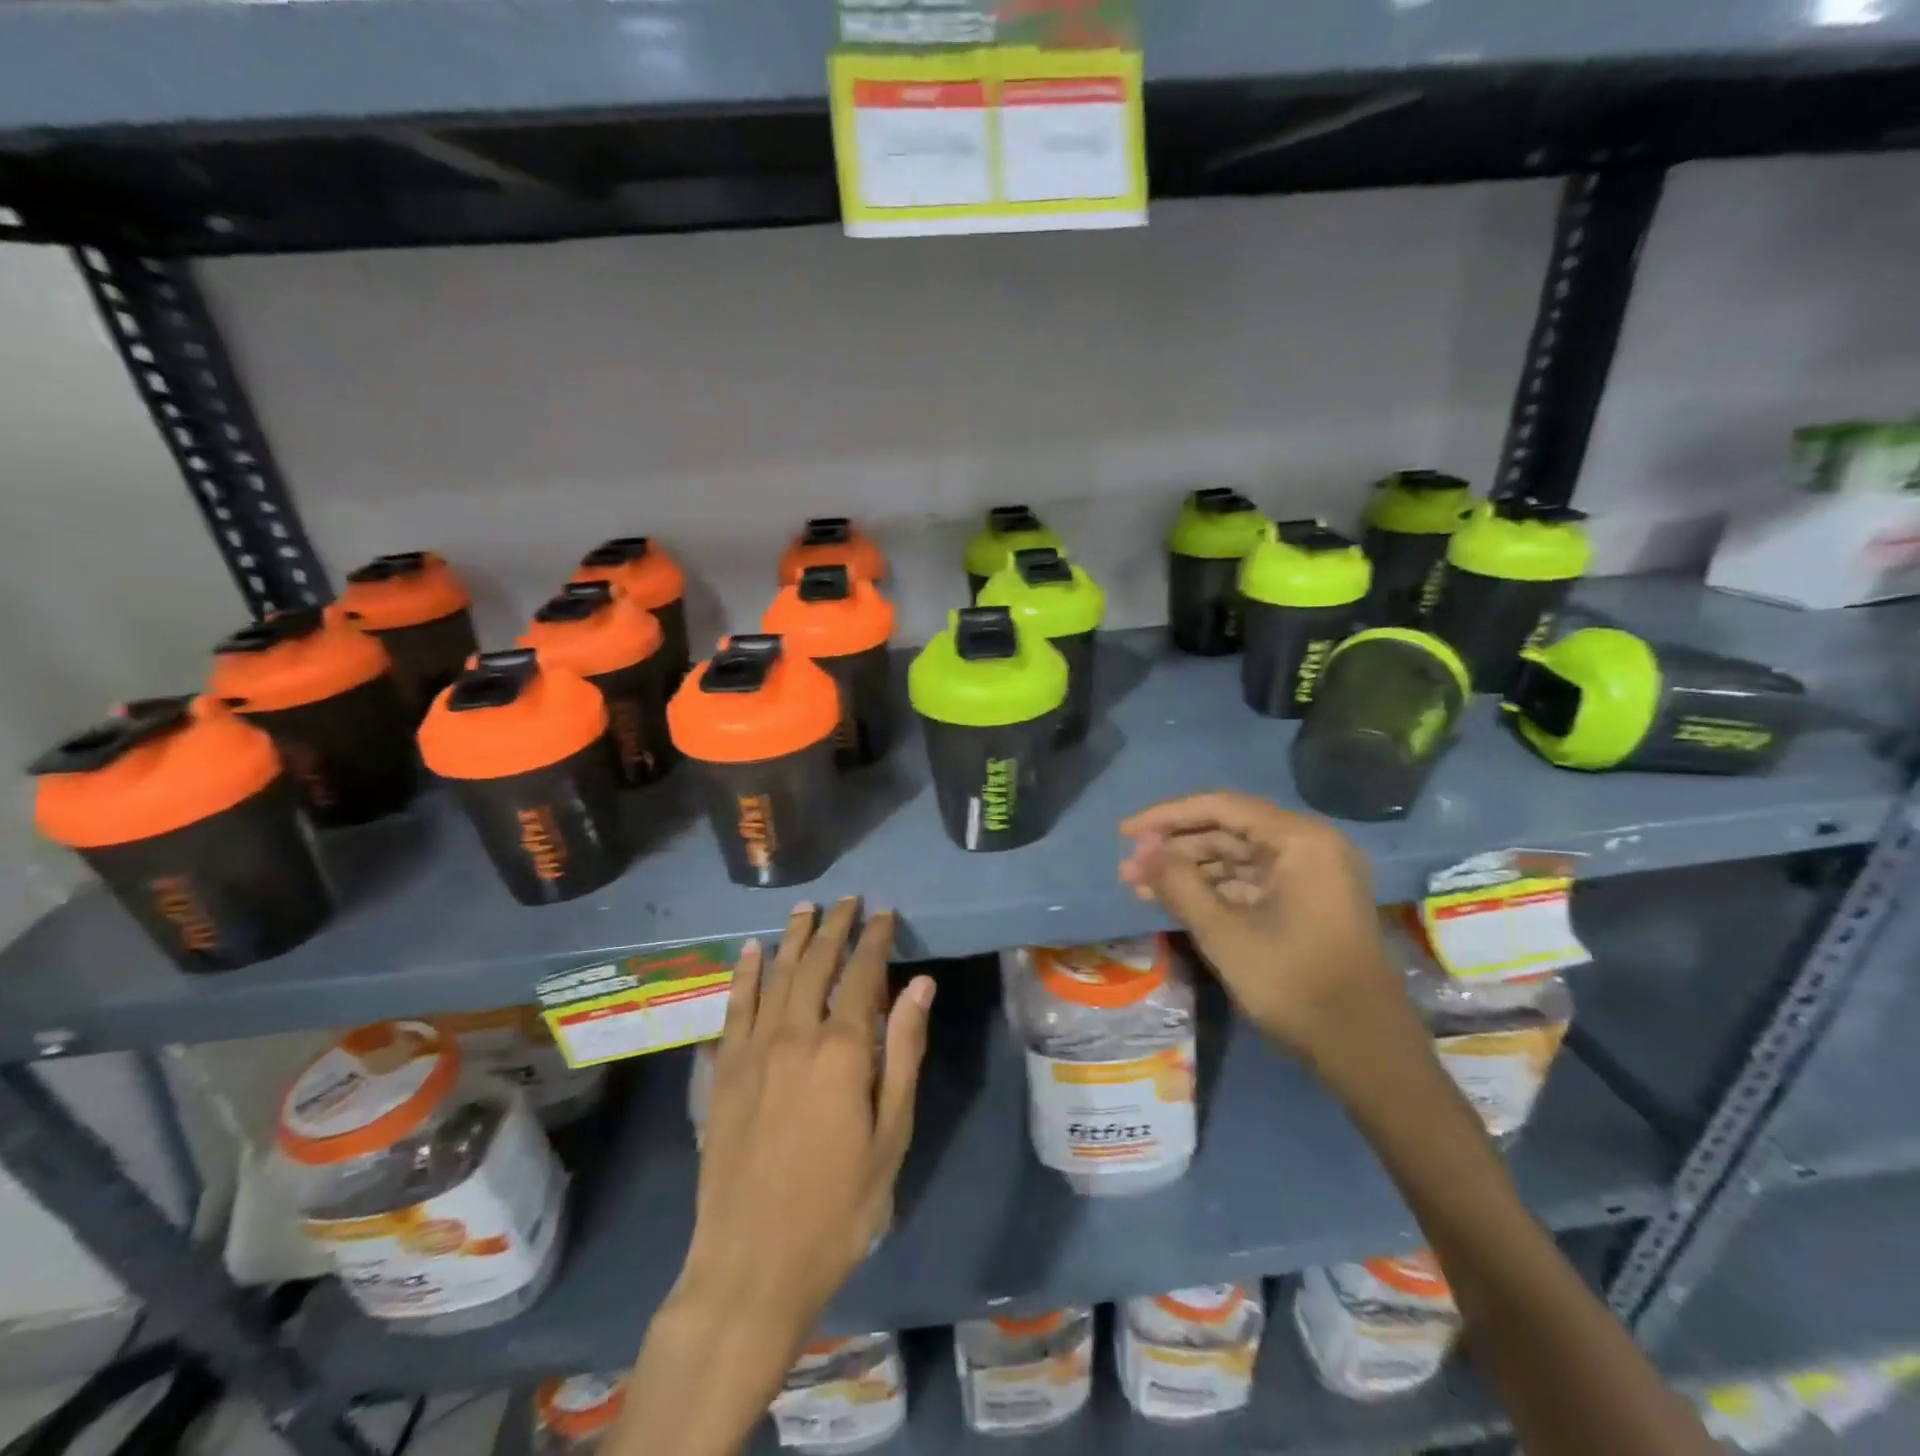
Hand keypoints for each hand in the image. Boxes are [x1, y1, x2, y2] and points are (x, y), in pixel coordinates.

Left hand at [672, 898, 934, 1350]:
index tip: (884, 914)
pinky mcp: (723, 1072)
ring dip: (792, 938)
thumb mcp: (890, 1135)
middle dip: (834, 927)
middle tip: (848, 901)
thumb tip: (920, 986)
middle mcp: (794, 1035)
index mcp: (841, 1050)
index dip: (874, 939)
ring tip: (805, 909)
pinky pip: (734, 1008)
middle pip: (815, 965)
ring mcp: (752, 1051)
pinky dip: (744, 974)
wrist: (751, 1264)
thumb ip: (903, 1053)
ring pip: (775, 976)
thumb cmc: (838, 1206)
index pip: (862, 975)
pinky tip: (750, 952)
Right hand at [1118, 792, 1409, 1062]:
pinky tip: (1175, 901)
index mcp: (1299, 840)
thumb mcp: (1224, 932)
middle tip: (1129, 868)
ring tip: (1140, 887)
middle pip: (1228, 830)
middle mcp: (1310, 846)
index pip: (1220, 808)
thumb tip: (1142, 851)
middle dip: (1175, 849)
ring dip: (1190, 871)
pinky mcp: (1309, 902)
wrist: (1365, 1050)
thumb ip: (1178, 883)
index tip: (1124, 833)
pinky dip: (1214, 890)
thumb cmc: (1293, 983)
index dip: (1166, 817)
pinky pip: (1252, 882)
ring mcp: (1312, 875)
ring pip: (1237, 858)